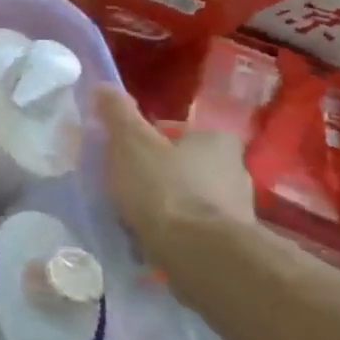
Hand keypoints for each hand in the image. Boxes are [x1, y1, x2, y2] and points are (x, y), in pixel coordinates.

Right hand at [94, 87, 256, 284]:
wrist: (199, 254)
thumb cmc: (163, 187)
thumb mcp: (130, 142)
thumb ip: (117, 113)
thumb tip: (104, 84)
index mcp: (216, 141)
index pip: (178, 130)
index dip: (148, 137)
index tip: (123, 150)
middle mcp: (235, 171)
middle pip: (185, 164)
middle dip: (157, 171)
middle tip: (124, 181)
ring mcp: (236, 210)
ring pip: (190, 196)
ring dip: (166, 202)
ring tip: (132, 213)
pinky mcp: (230, 243)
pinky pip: (193, 228)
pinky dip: (173, 229)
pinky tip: (149, 237)